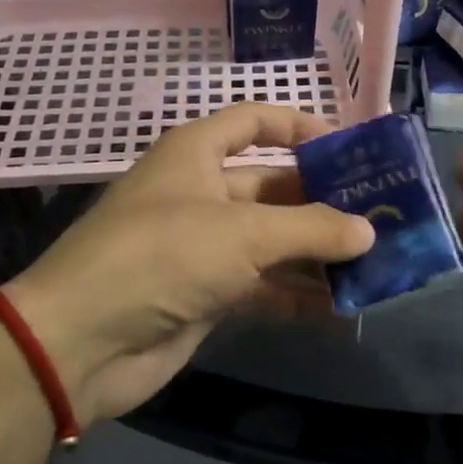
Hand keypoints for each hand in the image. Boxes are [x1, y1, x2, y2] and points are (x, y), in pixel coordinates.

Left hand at [4, 104, 373, 424]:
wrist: (81, 342)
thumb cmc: (162, 256)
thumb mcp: (243, 234)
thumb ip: (311, 230)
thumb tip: (368, 231)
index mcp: (196, 153)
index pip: (255, 121)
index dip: (301, 126)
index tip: (351, 146)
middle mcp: (201, 193)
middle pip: (273, 185)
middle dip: (324, 200)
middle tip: (380, 213)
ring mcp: (203, 247)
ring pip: (272, 240)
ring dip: (317, 252)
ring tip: (375, 261)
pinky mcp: (206, 295)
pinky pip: (262, 286)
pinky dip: (297, 294)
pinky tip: (342, 305)